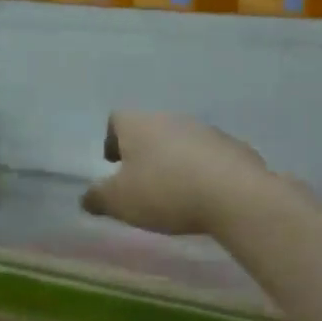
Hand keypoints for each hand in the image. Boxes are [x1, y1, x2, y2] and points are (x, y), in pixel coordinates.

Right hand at [80, 111, 269, 237]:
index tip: (114, 164)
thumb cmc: (165, 192)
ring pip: (182, 141)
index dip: (112, 140)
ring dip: (175, 160)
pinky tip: (205, 195)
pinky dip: (204, 170)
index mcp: (139, 124)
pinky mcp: (235, 147)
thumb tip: (87, 197)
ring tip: (175, 191)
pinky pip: (211, 156)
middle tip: (142, 182)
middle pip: (150, 128)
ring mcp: (206, 130)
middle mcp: (171, 118)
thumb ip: (97, 198)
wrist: (234, 195)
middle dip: (144, 152)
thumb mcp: (119, 202)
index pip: (117, 119)